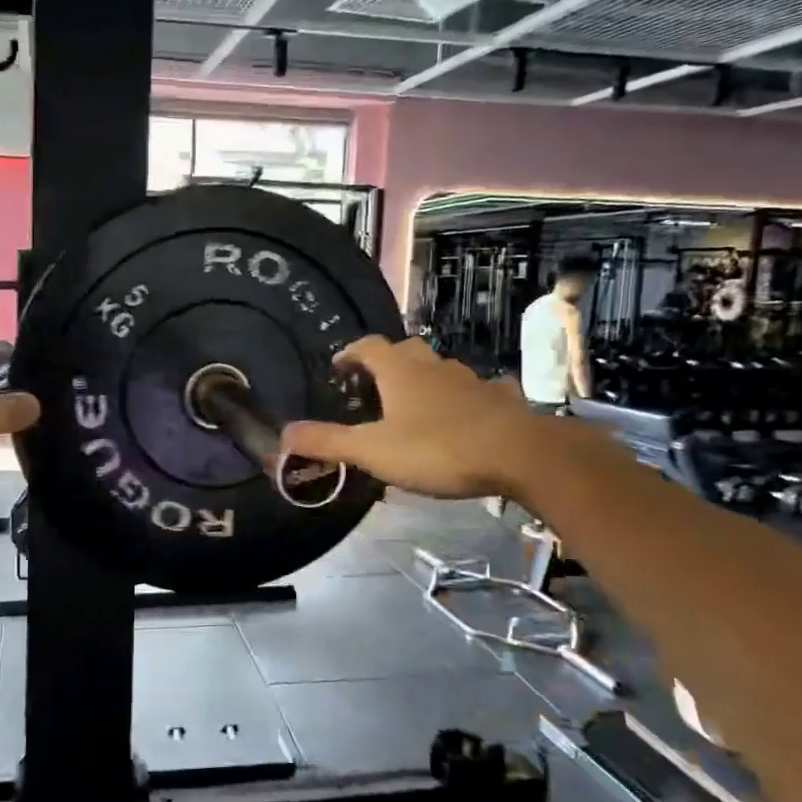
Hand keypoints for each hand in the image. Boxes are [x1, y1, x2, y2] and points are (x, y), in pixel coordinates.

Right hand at [281, 336, 562, 500]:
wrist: (519, 454)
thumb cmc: (437, 448)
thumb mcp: (373, 451)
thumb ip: (328, 442)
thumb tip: (283, 434)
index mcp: (399, 371)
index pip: (367, 346)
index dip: (349, 354)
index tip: (338, 367)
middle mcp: (433, 366)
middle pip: (405, 351)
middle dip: (387, 363)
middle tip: (373, 387)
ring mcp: (470, 379)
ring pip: (441, 369)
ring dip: (424, 380)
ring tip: (414, 405)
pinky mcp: (499, 399)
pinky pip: (476, 391)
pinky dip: (463, 398)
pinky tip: (464, 416)